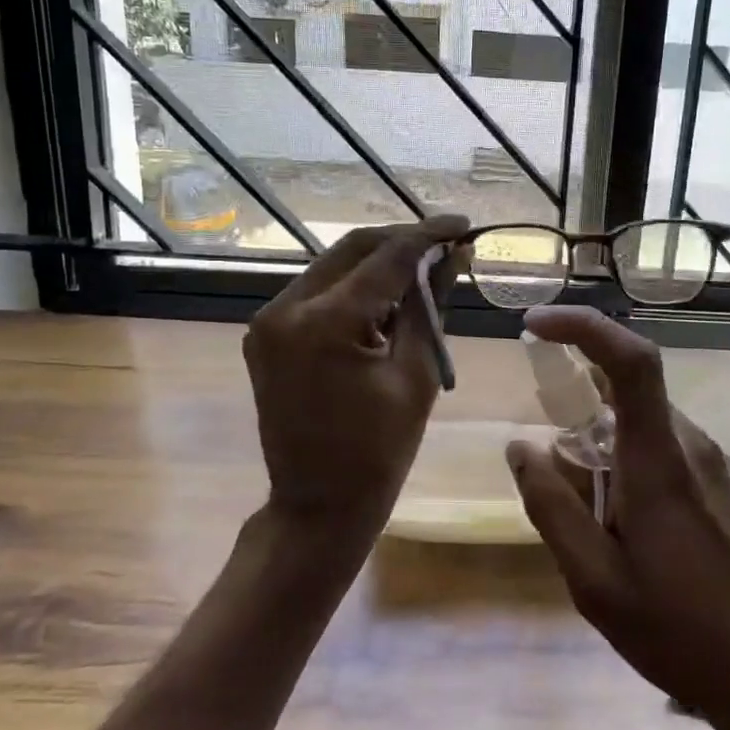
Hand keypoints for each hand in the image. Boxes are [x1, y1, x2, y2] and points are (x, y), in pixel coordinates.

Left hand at [245, 217, 467, 535]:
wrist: (317, 506)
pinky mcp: (266, 334)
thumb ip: (430, 305)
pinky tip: (385, 298)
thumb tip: (453, 255)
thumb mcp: (417, 374)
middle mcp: (285, 308)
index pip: (386, 257)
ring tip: (423, 271)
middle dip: (402, 242)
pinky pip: (317, 292)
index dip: (429, 235)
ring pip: (333, 266)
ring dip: (378, 263)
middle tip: (445, 244)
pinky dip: (354, 287)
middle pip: (352, 248)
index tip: (464, 224)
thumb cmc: (379, 451)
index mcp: (324, 322)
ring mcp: (269, 321)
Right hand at [505, 305, 729, 722]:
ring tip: (596, 522)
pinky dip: (629, 462)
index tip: (536, 326)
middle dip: (578, 416)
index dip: (584, 327)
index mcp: (660, 460)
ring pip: (642, 424)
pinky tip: (628, 528)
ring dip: (604, 448)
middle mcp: (693, 445)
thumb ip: (551, 506)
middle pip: (625, 394)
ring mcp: (715, 462)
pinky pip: (664, 447)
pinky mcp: (724, 482)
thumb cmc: (676, 630)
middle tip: (557, 478)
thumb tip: (520, 446)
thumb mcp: (593, 580)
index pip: (631, 361)